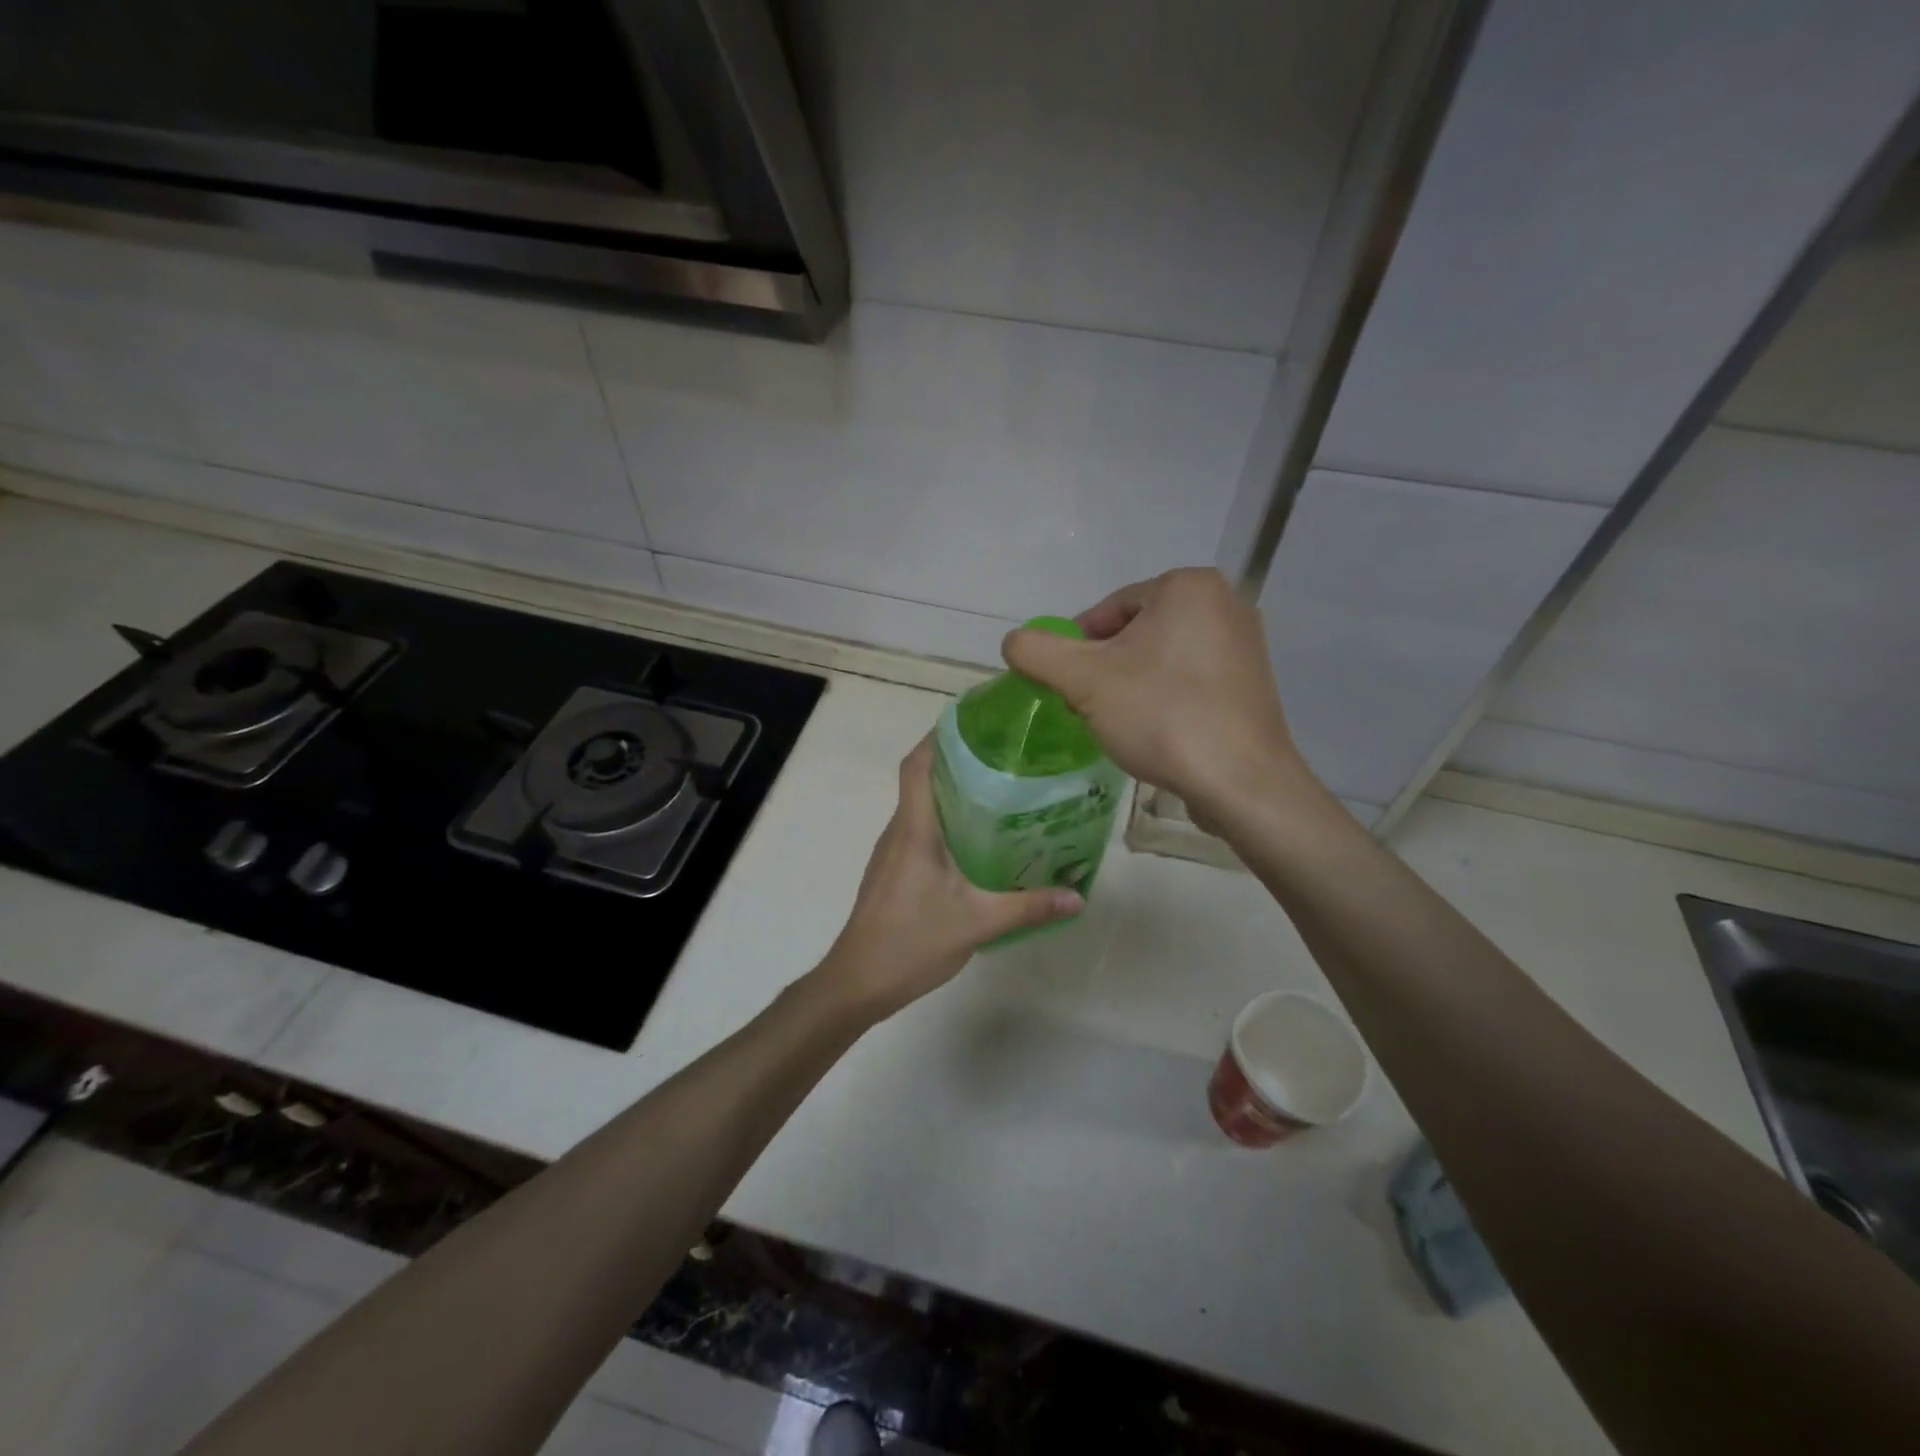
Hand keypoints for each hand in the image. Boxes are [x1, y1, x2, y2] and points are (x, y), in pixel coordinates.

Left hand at [816, 740, 1082, 1019]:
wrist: (857, 981)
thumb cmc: (911, 941)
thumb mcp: (977, 923)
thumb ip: (1028, 907)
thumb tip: (1078, 896)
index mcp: (914, 829)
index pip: (918, 765)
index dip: (940, 736)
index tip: (976, 722)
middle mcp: (900, 830)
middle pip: (923, 778)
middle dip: (958, 760)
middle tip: (1005, 755)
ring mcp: (893, 851)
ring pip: (922, 806)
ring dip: (954, 791)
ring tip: (1000, 790)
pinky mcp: (895, 871)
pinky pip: (921, 830)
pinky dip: (947, 821)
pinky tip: (979, 839)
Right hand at [1002, 567, 1302, 819]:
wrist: (1240, 782)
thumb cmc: (1162, 716)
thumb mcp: (1083, 681)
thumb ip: (1037, 652)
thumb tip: (1014, 642)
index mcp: (1188, 587)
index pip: (1110, 609)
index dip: (1078, 647)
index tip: (1067, 685)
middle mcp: (1226, 603)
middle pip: (1137, 632)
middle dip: (1106, 667)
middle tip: (1090, 706)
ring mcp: (1245, 645)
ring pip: (1163, 657)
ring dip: (1133, 684)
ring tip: (1122, 723)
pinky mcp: (1253, 684)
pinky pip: (1191, 680)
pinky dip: (1166, 698)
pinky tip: (1157, 731)